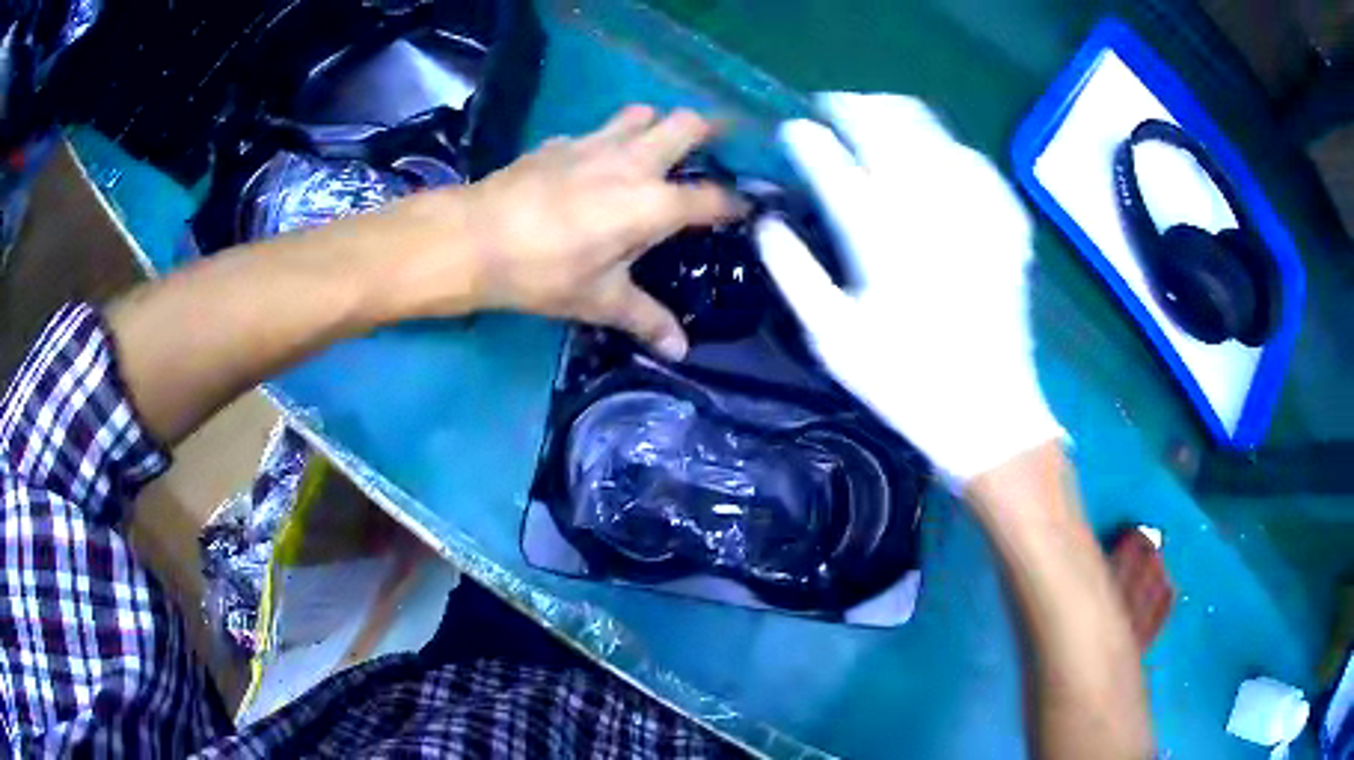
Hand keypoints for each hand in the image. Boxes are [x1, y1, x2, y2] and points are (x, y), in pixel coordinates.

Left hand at [433, 105, 742, 359]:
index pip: (711, 197)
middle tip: (715, 148)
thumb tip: (680, 351)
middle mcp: (633, 162)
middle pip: (686, 123)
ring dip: (657, 125)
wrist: (473, 238)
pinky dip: (610, 140)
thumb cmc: (542, 272)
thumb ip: (645, 320)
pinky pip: (599, 130)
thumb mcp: (598, 301)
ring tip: (656, 150)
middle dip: (710, 130)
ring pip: (642, 113)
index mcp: (652, 203)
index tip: (746, 209)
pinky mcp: (561, 141)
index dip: (735, 204)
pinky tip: (596, 165)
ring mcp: (595, 144)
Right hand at [755, 93, 1063, 485]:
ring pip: (935, 138)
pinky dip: (953, 147)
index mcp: (881, 244)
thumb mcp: (835, 342)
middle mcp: (929, 216)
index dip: (809, 142)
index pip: (835, 170)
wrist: (990, 414)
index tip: (792, 129)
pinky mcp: (1006, 229)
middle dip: (856, 109)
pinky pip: (980, 167)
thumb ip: (796, 277)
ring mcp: (973, 216)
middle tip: (834, 106)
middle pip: (889, 134)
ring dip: (901, 116)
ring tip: (879, 111)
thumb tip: (766, 225)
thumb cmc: (907, 384)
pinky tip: (943, 152)